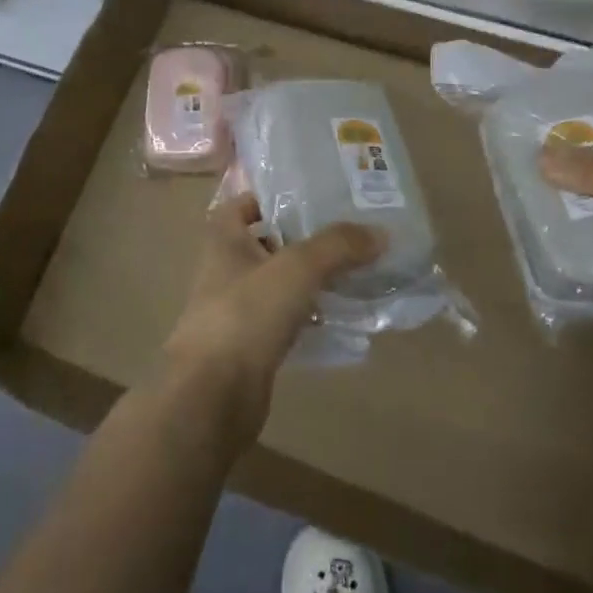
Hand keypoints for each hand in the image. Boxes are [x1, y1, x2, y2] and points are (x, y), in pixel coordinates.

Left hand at [160, 196, 386, 444]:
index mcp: (225, 240)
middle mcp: (227, 270)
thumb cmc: (246, 314)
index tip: (311, 196)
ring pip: (281, 284)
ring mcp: (238, 311)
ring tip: (357, 271)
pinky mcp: (252, 347)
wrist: (212, 396)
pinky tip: (344, 318)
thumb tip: (381, 233)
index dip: (271, 196)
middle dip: (305, 238)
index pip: (242, 204)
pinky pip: (287, 321)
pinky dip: (312, 317)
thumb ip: (338, 246)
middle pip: (269, 243)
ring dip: (312, 279)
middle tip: (350, 232)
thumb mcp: (297, 268)